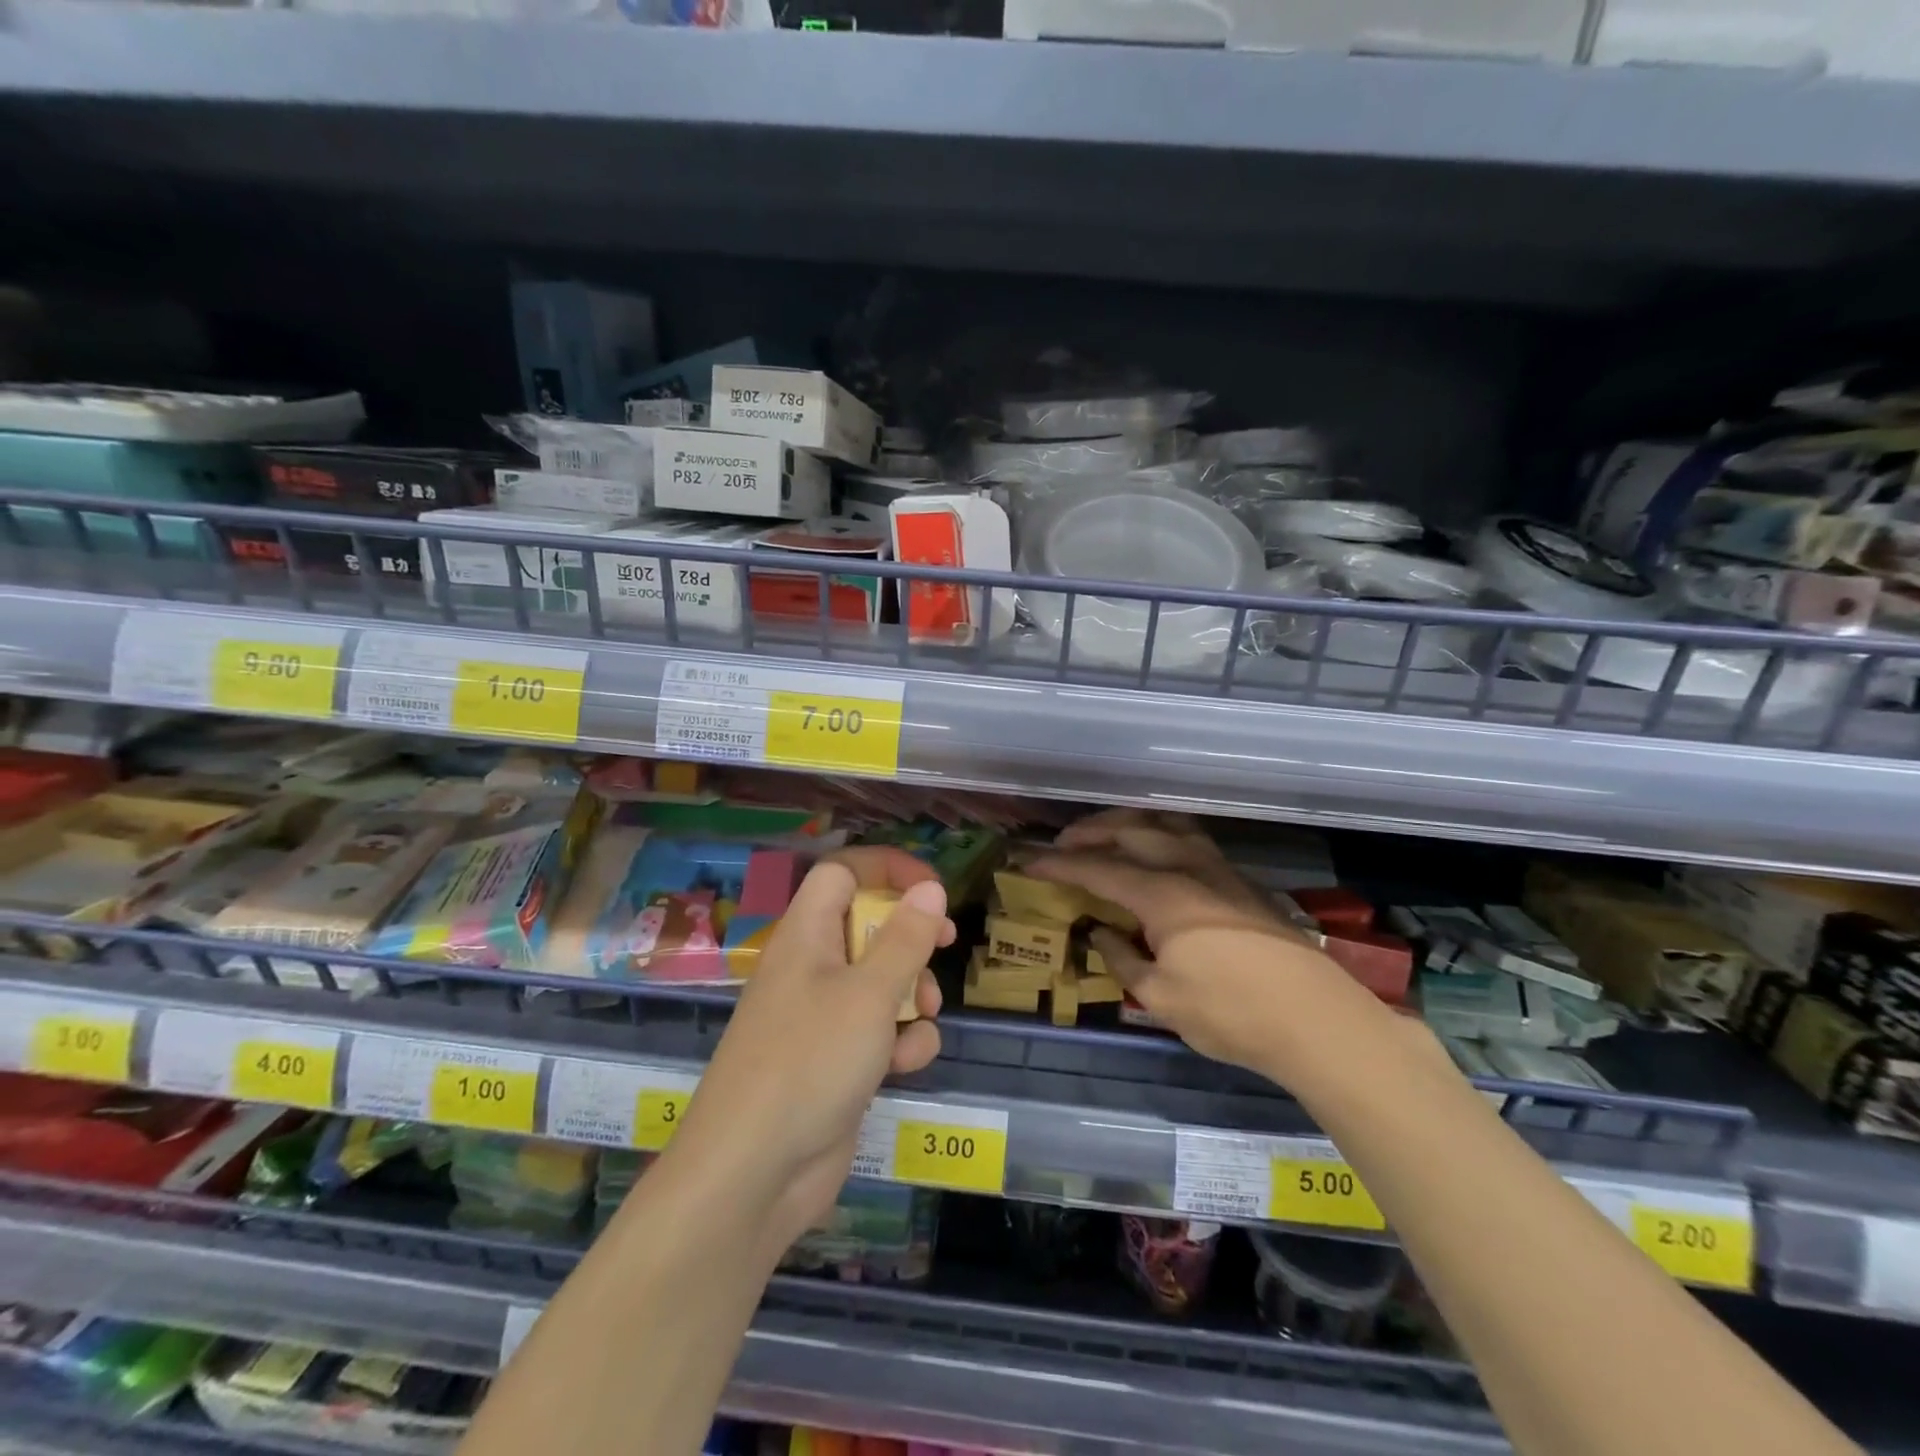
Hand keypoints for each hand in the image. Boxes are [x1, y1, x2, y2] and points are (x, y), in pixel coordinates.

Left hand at [660, 847, 952, 1262]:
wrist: (752, 1174)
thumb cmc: (810, 1061)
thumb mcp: (869, 994)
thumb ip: (905, 939)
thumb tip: (930, 888)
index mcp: (806, 935)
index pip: (843, 873)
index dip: (888, 870)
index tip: (932, 889)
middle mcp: (810, 968)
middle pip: (866, 925)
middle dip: (910, 938)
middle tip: (944, 944)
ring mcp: (820, 1018)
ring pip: (878, 981)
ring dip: (911, 993)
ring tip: (924, 1014)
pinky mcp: (833, 1062)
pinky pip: (875, 1032)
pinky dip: (897, 1042)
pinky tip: (904, 1065)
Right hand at [1033, 811, 1382, 1078]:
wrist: (1316, 1020)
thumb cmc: (1231, 1014)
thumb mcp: (1161, 998)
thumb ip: (1123, 959)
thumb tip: (1100, 932)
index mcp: (1163, 895)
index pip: (1098, 868)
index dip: (1058, 864)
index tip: (1027, 862)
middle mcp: (1189, 868)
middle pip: (1131, 831)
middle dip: (1090, 832)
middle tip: (1062, 844)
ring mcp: (1220, 870)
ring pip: (1166, 825)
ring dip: (1128, 824)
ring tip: (1105, 836)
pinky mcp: (1240, 881)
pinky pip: (1189, 838)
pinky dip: (1159, 833)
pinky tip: (1154, 852)